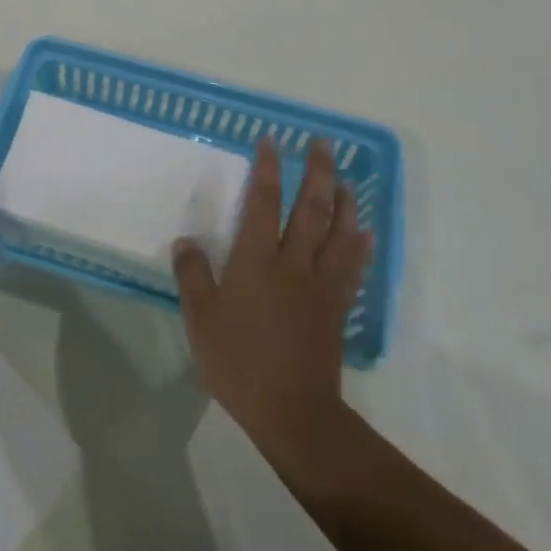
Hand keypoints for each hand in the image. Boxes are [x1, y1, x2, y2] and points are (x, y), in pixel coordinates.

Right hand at [173, 137, 371, 454]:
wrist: (291, 410)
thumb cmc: (238, 362)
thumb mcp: (200, 318)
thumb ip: (192, 276)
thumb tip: (185, 240)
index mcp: (256, 260)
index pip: (263, 202)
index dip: (268, 169)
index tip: (272, 141)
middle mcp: (293, 263)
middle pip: (310, 209)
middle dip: (318, 172)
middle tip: (324, 143)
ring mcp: (320, 285)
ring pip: (338, 234)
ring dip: (345, 203)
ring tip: (348, 180)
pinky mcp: (336, 309)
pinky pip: (352, 269)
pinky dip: (360, 247)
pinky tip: (365, 234)